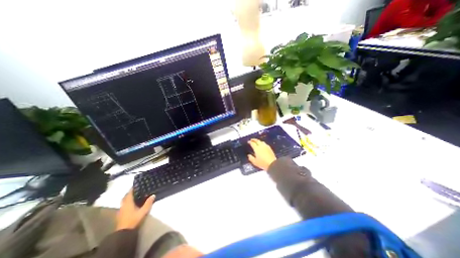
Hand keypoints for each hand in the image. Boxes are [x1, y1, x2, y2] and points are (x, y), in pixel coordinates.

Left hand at [116, 189, 154, 229]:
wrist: (123, 233)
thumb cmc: (133, 220)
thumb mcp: (143, 211)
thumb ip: (148, 203)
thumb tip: (153, 195)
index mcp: (128, 203)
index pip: (129, 193)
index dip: (132, 188)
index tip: (137, 184)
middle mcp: (123, 205)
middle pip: (125, 197)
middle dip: (130, 193)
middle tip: (136, 190)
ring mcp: (121, 211)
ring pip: (124, 202)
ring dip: (128, 198)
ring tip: (135, 196)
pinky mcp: (120, 215)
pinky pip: (123, 206)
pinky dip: (127, 203)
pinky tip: (131, 205)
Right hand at [248, 139, 275, 170]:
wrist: (272, 164)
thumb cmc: (263, 163)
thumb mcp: (255, 162)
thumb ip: (251, 158)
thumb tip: (249, 155)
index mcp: (257, 149)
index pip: (252, 143)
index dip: (250, 142)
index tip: (248, 141)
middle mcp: (261, 146)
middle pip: (257, 141)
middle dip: (254, 139)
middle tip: (252, 139)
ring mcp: (266, 147)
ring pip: (261, 141)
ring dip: (258, 141)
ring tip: (257, 142)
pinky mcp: (270, 148)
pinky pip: (265, 144)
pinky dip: (262, 143)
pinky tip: (262, 145)